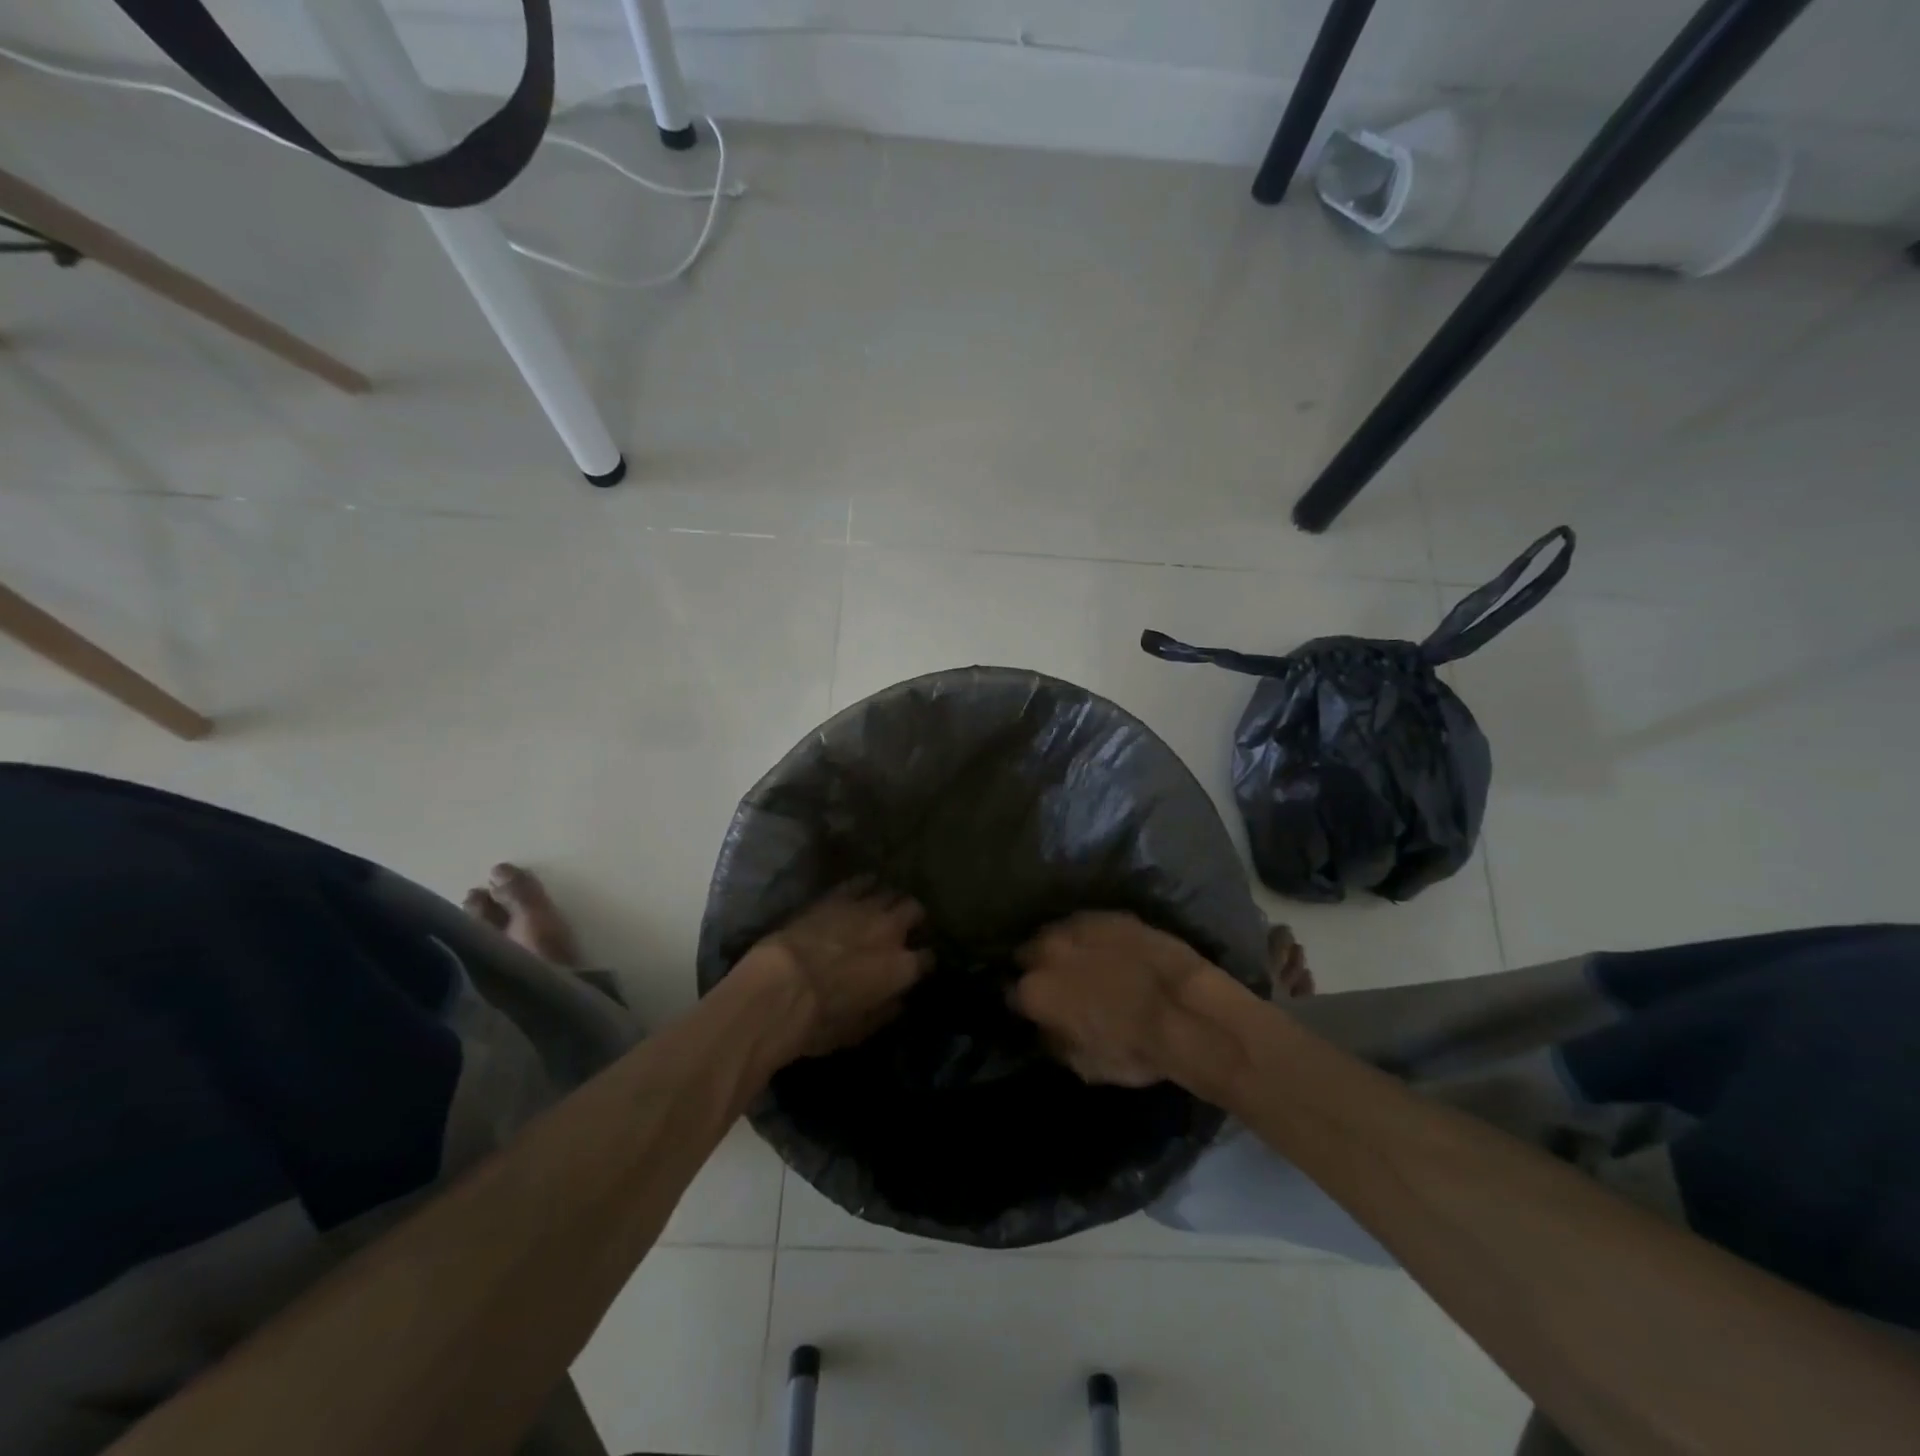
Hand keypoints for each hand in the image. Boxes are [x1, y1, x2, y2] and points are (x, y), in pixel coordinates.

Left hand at [744, 879, 930, 1060]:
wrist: (780, 987)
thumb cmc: (819, 1020)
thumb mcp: (857, 1031)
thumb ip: (884, 1012)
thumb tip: (898, 1002)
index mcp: (902, 968)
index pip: (928, 958)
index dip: (923, 961)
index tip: (917, 965)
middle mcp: (891, 931)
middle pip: (915, 911)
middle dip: (913, 919)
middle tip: (903, 928)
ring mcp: (865, 908)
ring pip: (891, 892)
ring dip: (890, 901)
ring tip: (882, 908)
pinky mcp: (838, 896)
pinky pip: (861, 881)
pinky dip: (866, 884)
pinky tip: (863, 888)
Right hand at [1011, 912, 1229, 1087]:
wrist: (1186, 1009)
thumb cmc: (1134, 1049)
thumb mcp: (1084, 1065)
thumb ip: (1055, 1041)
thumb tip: (1047, 1028)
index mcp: (1035, 990)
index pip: (1011, 993)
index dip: (1024, 1003)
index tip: (1034, 1009)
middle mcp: (1047, 950)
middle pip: (1028, 953)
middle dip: (1037, 967)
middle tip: (1058, 984)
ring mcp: (1078, 926)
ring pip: (1056, 932)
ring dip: (1061, 947)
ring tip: (1081, 961)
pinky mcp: (1109, 914)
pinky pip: (1088, 924)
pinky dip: (1091, 936)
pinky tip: (1107, 948)